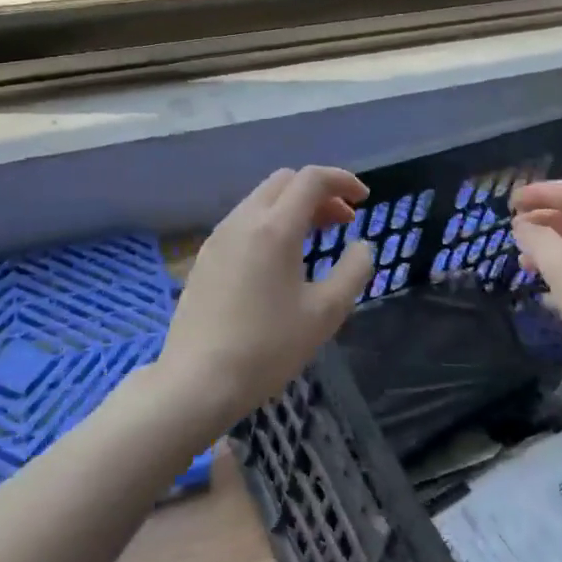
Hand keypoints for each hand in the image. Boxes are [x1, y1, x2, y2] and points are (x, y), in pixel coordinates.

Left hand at [158, 166, 375, 435]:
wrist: (197, 382)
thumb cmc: (267, 347)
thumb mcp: (325, 313)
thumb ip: (353, 271)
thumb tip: (361, 246)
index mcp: (275, 228)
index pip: (311, 179)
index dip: (343, 180)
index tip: (364, 199)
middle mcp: (243, 221)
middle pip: (285, 182)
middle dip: (319, 192)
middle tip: (343, 221)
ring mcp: (219, 237)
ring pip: (262, 200)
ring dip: (294, 206)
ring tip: (316, 239)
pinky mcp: (205, 257)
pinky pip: (244, 222)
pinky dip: (272, 223)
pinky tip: (281, 259)